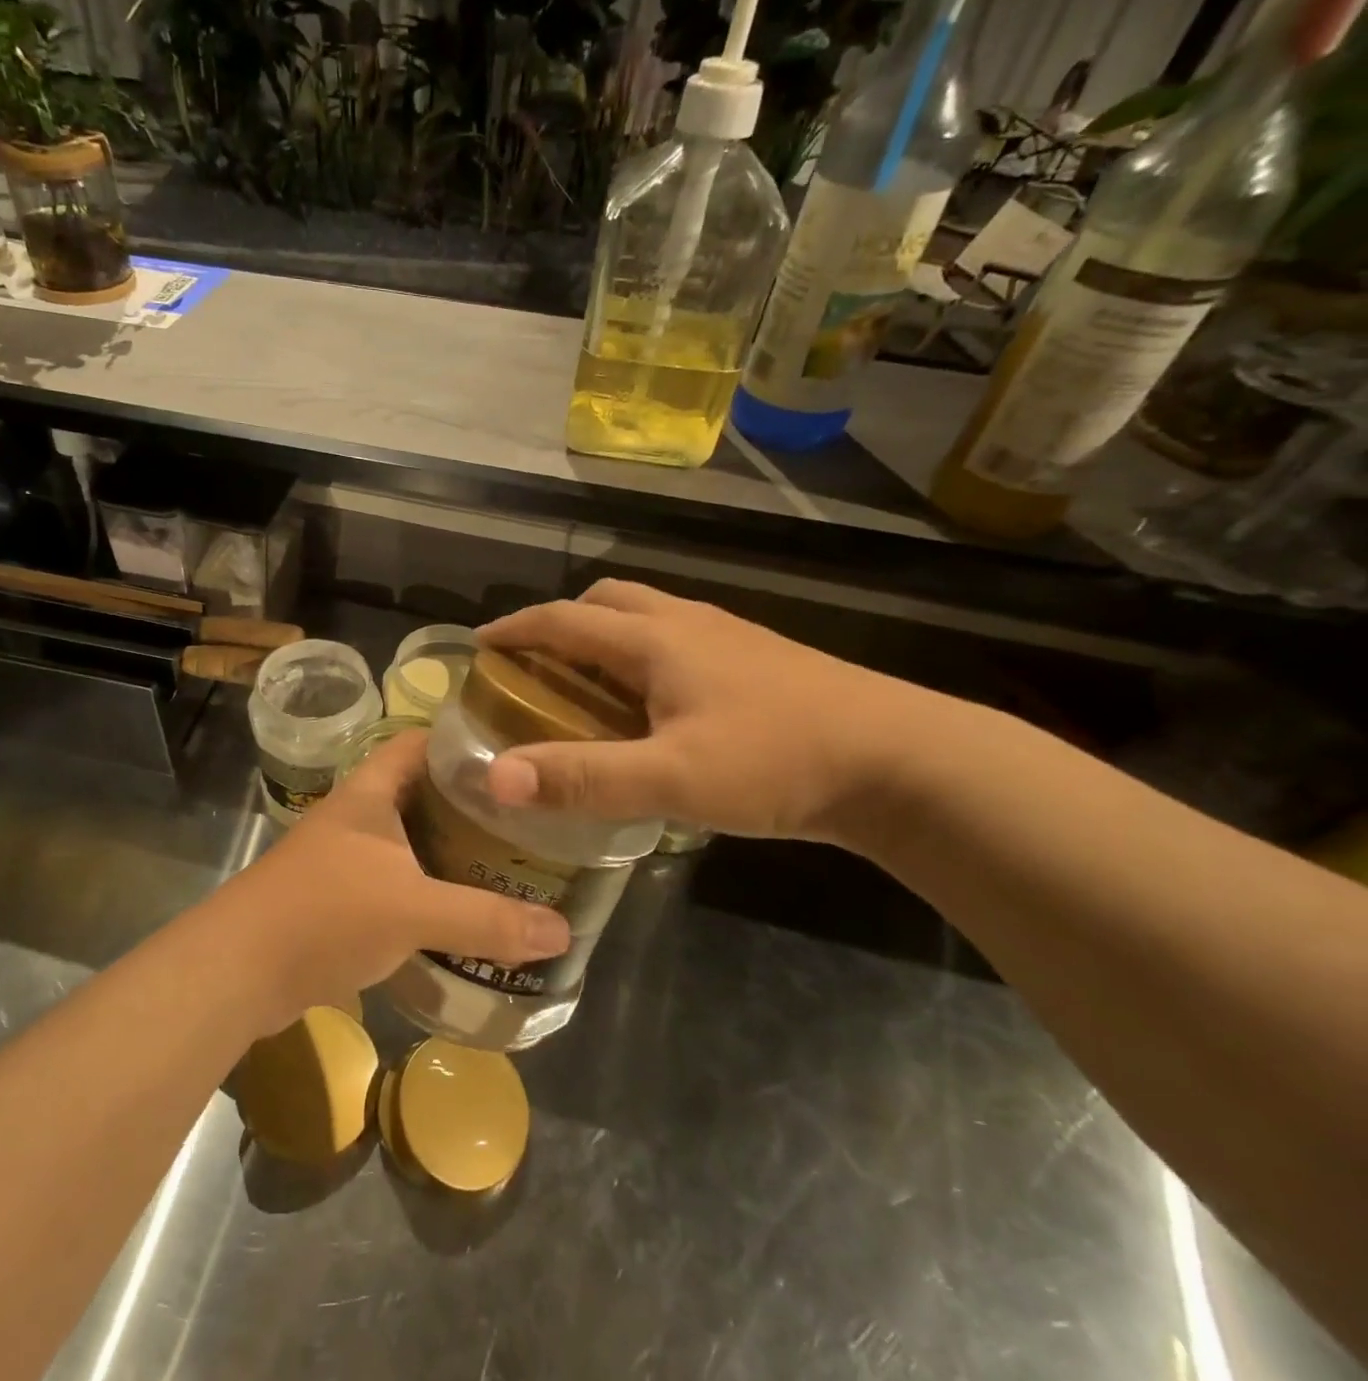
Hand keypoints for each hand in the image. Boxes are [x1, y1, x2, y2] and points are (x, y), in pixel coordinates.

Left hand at [204, 729, 570, 1033]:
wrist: (238, 972)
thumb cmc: (324, 914)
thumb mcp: (412, 910)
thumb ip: (486, 919)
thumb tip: (562, 931)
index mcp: (370, 792)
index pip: (420, 742)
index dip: (463, 739)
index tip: (516, 753)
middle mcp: (358, 816)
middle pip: (423, 793)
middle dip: (471, 803)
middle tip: (528, 816)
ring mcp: (346, 858)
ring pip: (411, 840)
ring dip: (451, 849)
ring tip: (509, 859)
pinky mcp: (341, 898)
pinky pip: (398, 881)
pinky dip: (430, 889)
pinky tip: (464, 909)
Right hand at [477, 580, 935, 845]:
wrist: (900, 760)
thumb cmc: (776, 760)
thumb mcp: (670, 778)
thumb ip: (582, 777)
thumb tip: (495, 778)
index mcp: (655, 640)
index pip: (564, 620)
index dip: (516, 628)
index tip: (480, 644)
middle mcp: (686, 624)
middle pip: (607, 602)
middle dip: (561, 624)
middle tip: (536, 666)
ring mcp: (727, 638)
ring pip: (647, 617)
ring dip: (605, 637)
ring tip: (588, 685)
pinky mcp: (757, 660)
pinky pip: (678, 640)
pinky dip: (643, 655)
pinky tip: (655, 704)